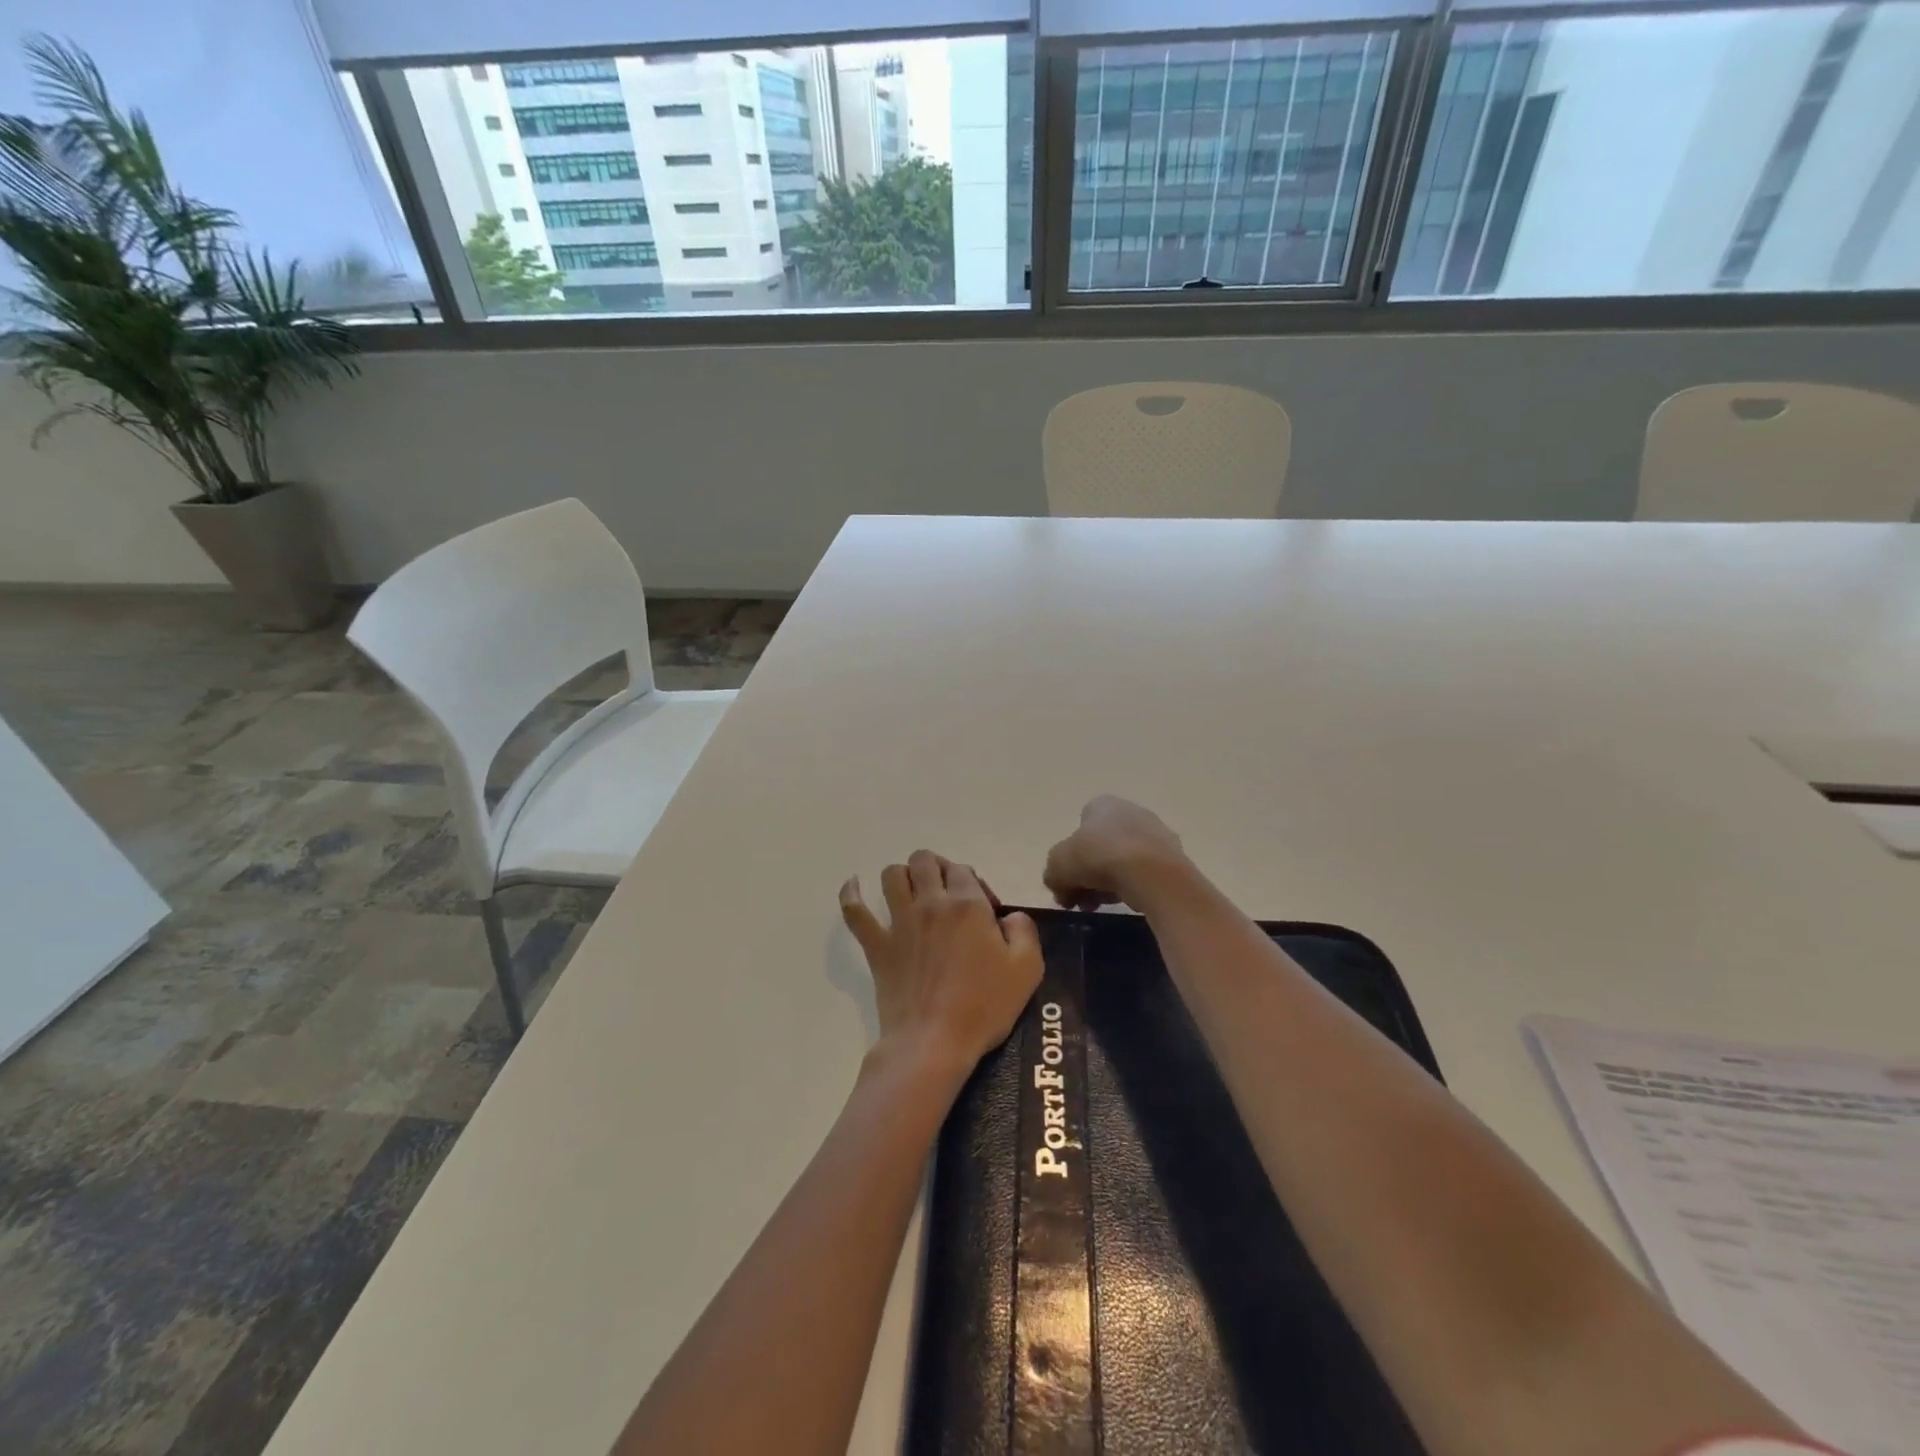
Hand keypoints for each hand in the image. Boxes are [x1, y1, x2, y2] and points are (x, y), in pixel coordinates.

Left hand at [840, 851, 1042, 1071]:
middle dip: (938, 869)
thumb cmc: (983, 1007)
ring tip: (913, 893)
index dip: (975, 884)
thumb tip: (1010, 916)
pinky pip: (855, 911)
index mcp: (967, 905)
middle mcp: (930, 903)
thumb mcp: (1027, 968)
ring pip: (892, 875)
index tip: (984, 912)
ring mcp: (899, 923)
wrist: (934, 1042)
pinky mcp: (876, 945)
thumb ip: (1024, 930)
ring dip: (903, 876)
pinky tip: (854, 885)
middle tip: (948, 896)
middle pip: (925, 861)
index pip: (964, 870)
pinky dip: (851, 894)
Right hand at [1043, 795, 1188, 910]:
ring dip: (1110, 883)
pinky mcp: (1173, 857)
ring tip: (1103, 906)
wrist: (1152, 874)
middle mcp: (1131, 811)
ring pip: (1124, 861)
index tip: (1067, 881)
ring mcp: (1156, 833)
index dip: (1070, 855)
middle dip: (1089, 873)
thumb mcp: (1058, 866)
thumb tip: (1059, 886)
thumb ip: (1053, 874)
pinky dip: (1134, 887)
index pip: (1080, 827)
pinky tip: (1128, 903)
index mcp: (1102, 804)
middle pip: (1102, 846)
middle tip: (1082, 900)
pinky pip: (1145, 873)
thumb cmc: (1099, 858)